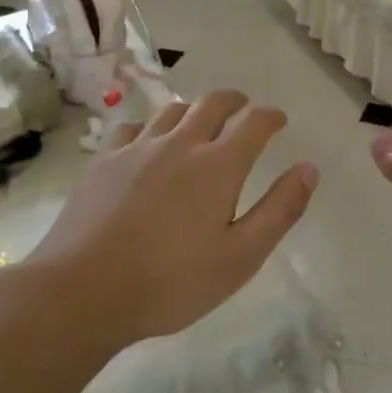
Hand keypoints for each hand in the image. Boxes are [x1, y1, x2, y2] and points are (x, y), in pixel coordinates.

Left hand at [26, 90, 318, 348]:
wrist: (82, 291)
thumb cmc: (171, 282)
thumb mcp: (241, 257)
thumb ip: (280, 210)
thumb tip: (309, 169)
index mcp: (218, 165)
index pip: (254, 121)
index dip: (272, 116)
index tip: (280, 121)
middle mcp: (180, 144)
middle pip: (213, 103)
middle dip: (235, 102)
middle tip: (244, 112)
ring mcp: (137, 149)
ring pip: (172, 110)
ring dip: (195, 111)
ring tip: (200, 125)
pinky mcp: (103, 161)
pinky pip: (133, 128)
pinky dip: (151, 128)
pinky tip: (148, 145)